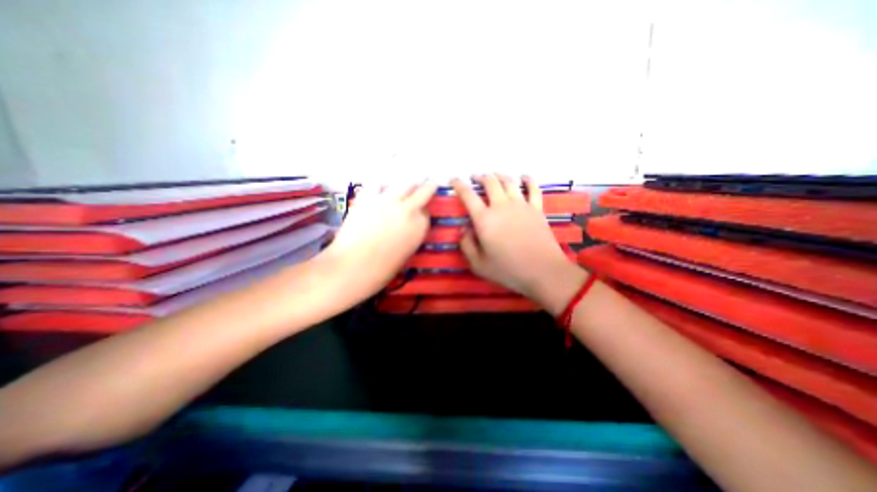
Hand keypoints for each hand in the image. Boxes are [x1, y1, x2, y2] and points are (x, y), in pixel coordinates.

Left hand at [321, 181, 435, 301]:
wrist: (354, 267)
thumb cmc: (383, 268)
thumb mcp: (407, 252)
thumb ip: (411, 234)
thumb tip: (408, 225)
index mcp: (420, 227)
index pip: (427, 212)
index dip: (424, 210)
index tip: (421, 209)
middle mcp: (408, 209)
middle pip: (423, 191)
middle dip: (427, 186)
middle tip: (428, 182)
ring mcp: (388, 200)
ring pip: (404, 182)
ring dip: (408, 182)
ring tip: (407, 181)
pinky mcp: (368, 197)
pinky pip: (377, 183)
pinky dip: (380, 183)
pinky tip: (380, 185)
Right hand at [451, 174, 588, 315]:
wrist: (543, 271)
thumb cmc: (508, 270)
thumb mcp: (478, 264)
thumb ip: (466, 245)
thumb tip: (464, 229)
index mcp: (484, 219)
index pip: (468, 195)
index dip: (458, 185)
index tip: (453, 180)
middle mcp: (501, 206)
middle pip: (489, 182)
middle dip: (479, 177)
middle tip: (474, 177)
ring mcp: (521, 205)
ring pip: (508, 182)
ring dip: (499, 175)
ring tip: (494, 175)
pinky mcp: (537, 209)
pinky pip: (533, 188)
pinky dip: (528, 180)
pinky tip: (523, 177)